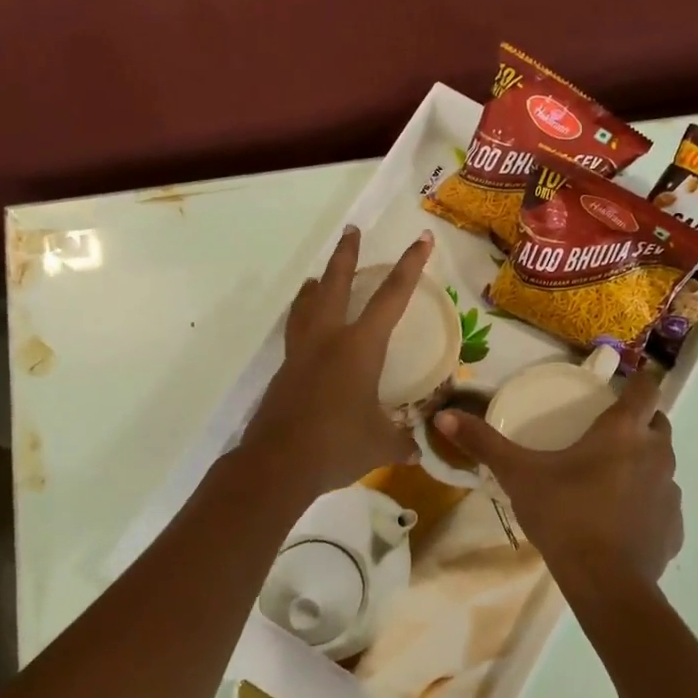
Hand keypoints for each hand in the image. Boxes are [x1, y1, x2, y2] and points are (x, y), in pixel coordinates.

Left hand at [242, 226, 433, 495]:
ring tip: (319, 277)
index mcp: (359, 347)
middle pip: (336, 284)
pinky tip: (307, 331)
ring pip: (307, 305)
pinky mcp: (285, 373)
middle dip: (346, 255)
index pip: (391, 298)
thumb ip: (402, 442)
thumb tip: (417, 450)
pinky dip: (303, 319)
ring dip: (317, 285)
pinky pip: (296, 333)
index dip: (410, 267)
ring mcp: (301, 354)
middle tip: (351, 231)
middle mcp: (328, 340)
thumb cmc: (337, 446)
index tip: (421, 240)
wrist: (277, 465)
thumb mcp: (380, 445)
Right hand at [432, 372, 682, 592]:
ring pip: (662, 463)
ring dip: (644, 462)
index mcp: (624, 432)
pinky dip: (648, 503)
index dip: (640, 380)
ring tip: (611, 477)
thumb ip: (484, 443)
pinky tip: (622, 519)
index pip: (647, 388)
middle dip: (640, 421)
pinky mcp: (674, 526)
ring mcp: (670, 491)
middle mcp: (656, 454)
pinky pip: (663, 503)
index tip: (623, 384)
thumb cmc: (565, 516)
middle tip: (607, 432)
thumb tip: (444, 416)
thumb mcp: (519, 476)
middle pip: (658, 423)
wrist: (605, 582)